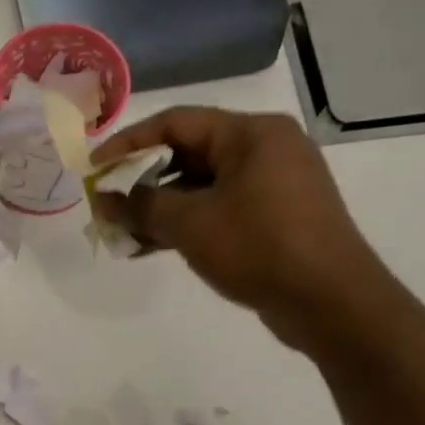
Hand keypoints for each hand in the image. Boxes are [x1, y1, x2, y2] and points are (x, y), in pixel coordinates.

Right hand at [89, 109, 390, 352]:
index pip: (176, 123)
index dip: (128, 143)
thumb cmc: (259, 247)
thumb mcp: (191, 224)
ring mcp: (273, 184)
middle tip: (108, 207)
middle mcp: (265, 149)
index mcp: (251, 134)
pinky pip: (219, 209)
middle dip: (142, 183)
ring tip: (124, 235)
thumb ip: (141, 206)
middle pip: (187, 155)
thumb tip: (104, 200)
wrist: (330, 301)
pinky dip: (186, 224)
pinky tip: (152, 247)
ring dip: (160, 209)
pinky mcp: (275, 217)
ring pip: (201, 187)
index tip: (94, 167)